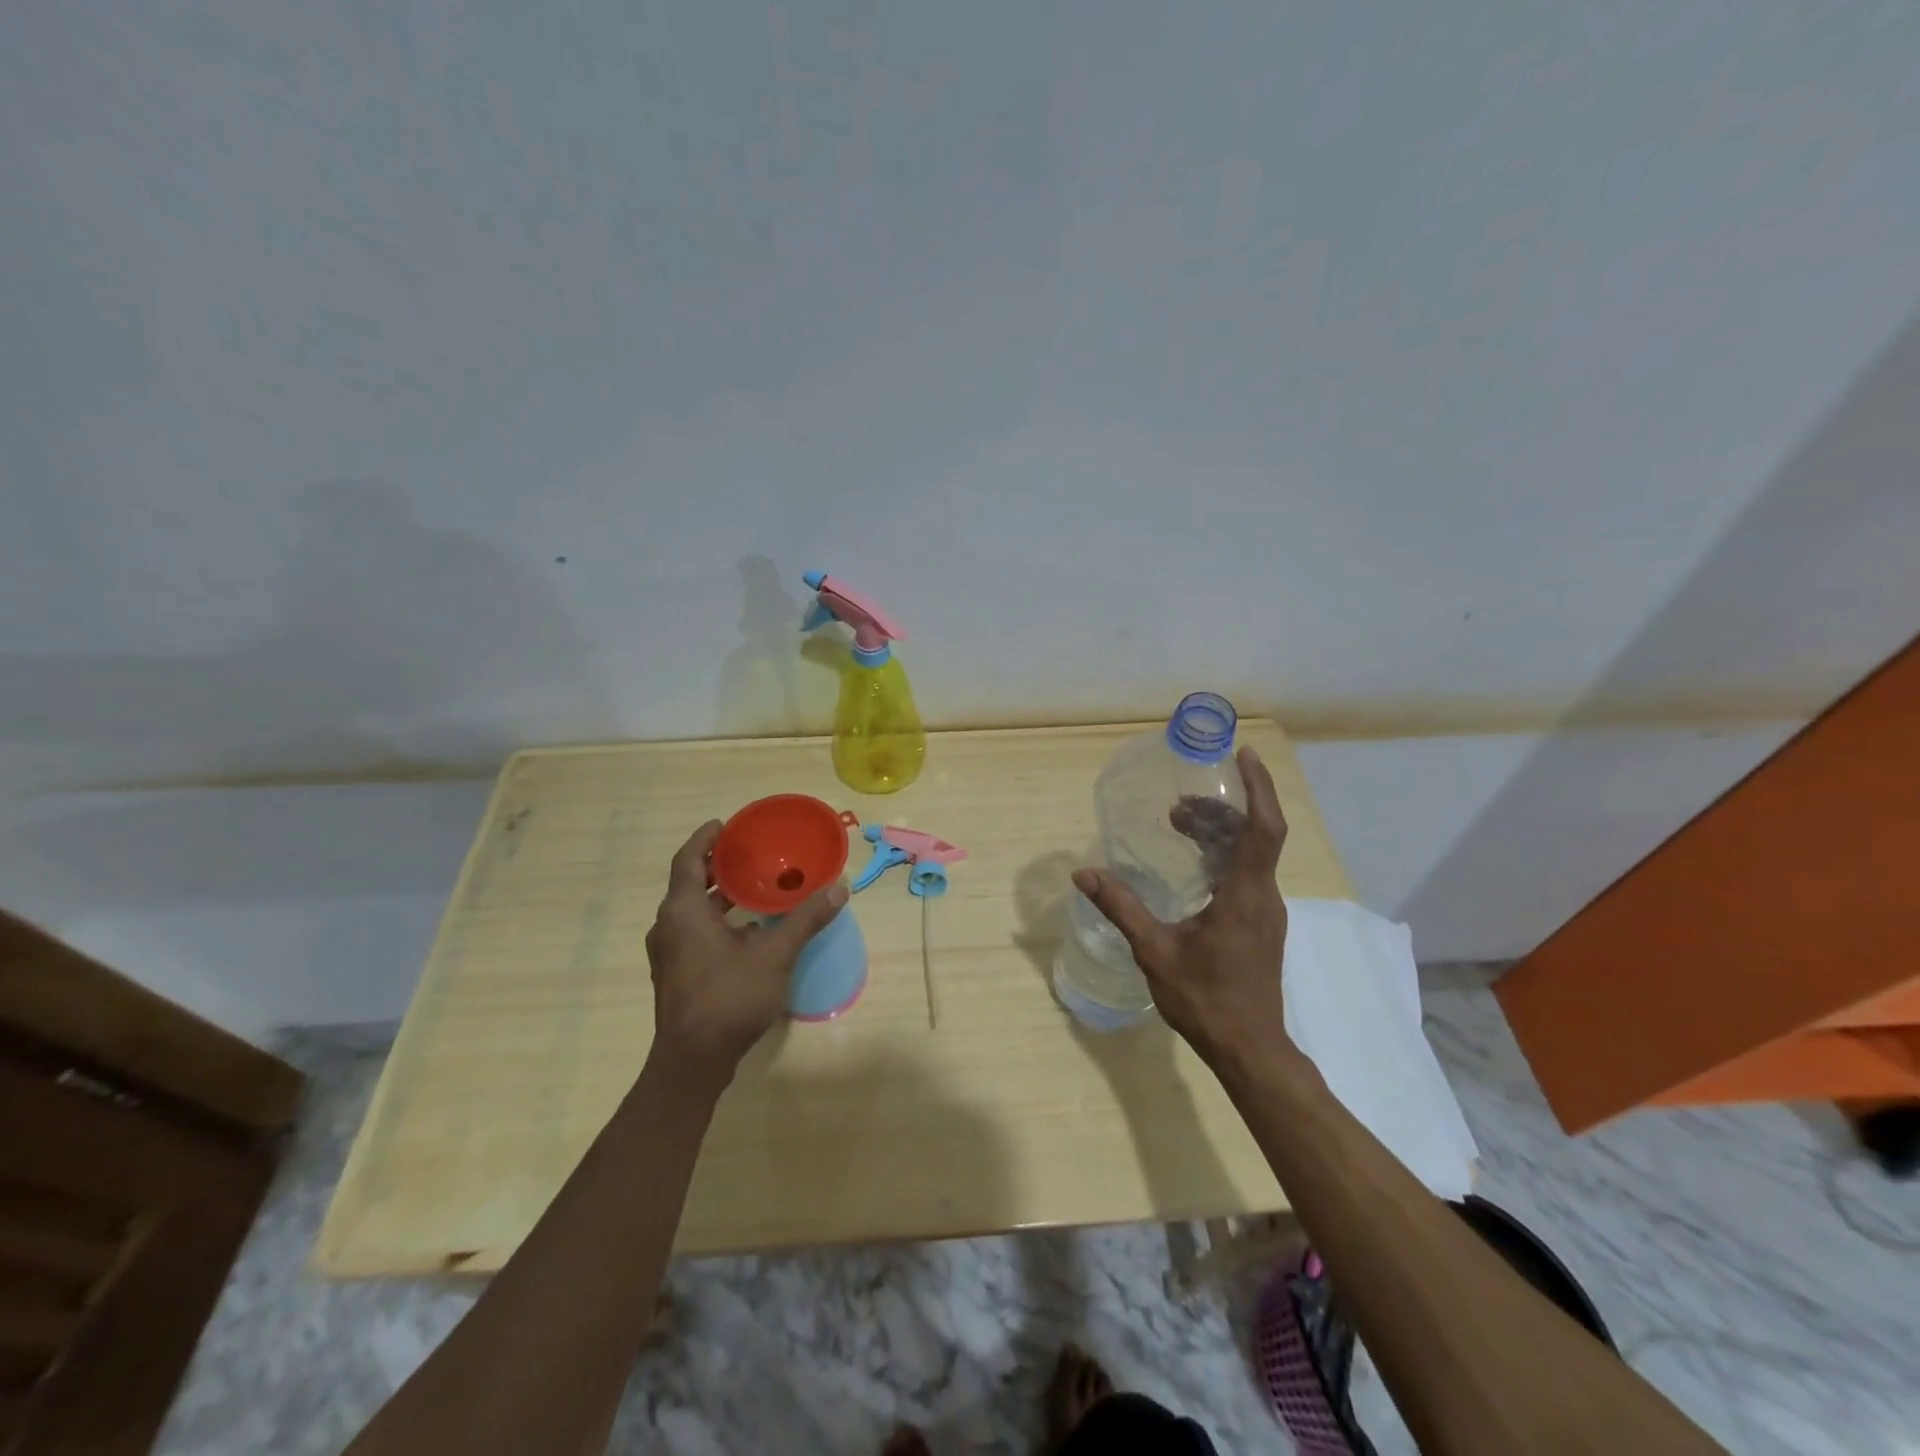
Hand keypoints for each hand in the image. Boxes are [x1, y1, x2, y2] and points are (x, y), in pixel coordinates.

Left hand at [645, 821, 848, 1083]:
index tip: (725, 825)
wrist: (694, 1061)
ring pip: (690, 910)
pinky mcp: (675, 974)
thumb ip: (806, 919)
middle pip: (688, 883)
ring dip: (717, 895)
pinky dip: (715, 919)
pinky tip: (746, 929)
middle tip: (748, 853)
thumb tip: (839, 888)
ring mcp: (668, 953)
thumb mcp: (775, 954)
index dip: (705, 839)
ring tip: (752, 886)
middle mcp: (668, 926)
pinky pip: (692, 931)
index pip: (688, 860)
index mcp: (683, 911)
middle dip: (716, 866)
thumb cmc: (729, 997)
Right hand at [1072, 745, 1291, 1067]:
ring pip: (1250, 855)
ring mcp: (1265, 912)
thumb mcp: (1155, 950)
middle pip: (1254, 835)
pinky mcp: (1260, 925)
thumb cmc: (1205, 999)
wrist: (1249, 1049)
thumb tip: (1083, 873)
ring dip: (1220, 832)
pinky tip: (1192, 865)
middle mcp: (1263, 896)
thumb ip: (1121, 907)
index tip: (1243, 755)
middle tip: (1180, 803)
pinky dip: (1222, 855)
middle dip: (1222, 809)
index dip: (1258, 788)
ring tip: (1180, 823)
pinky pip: (1246, 874)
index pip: (1262, 828)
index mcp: (1244, 895)